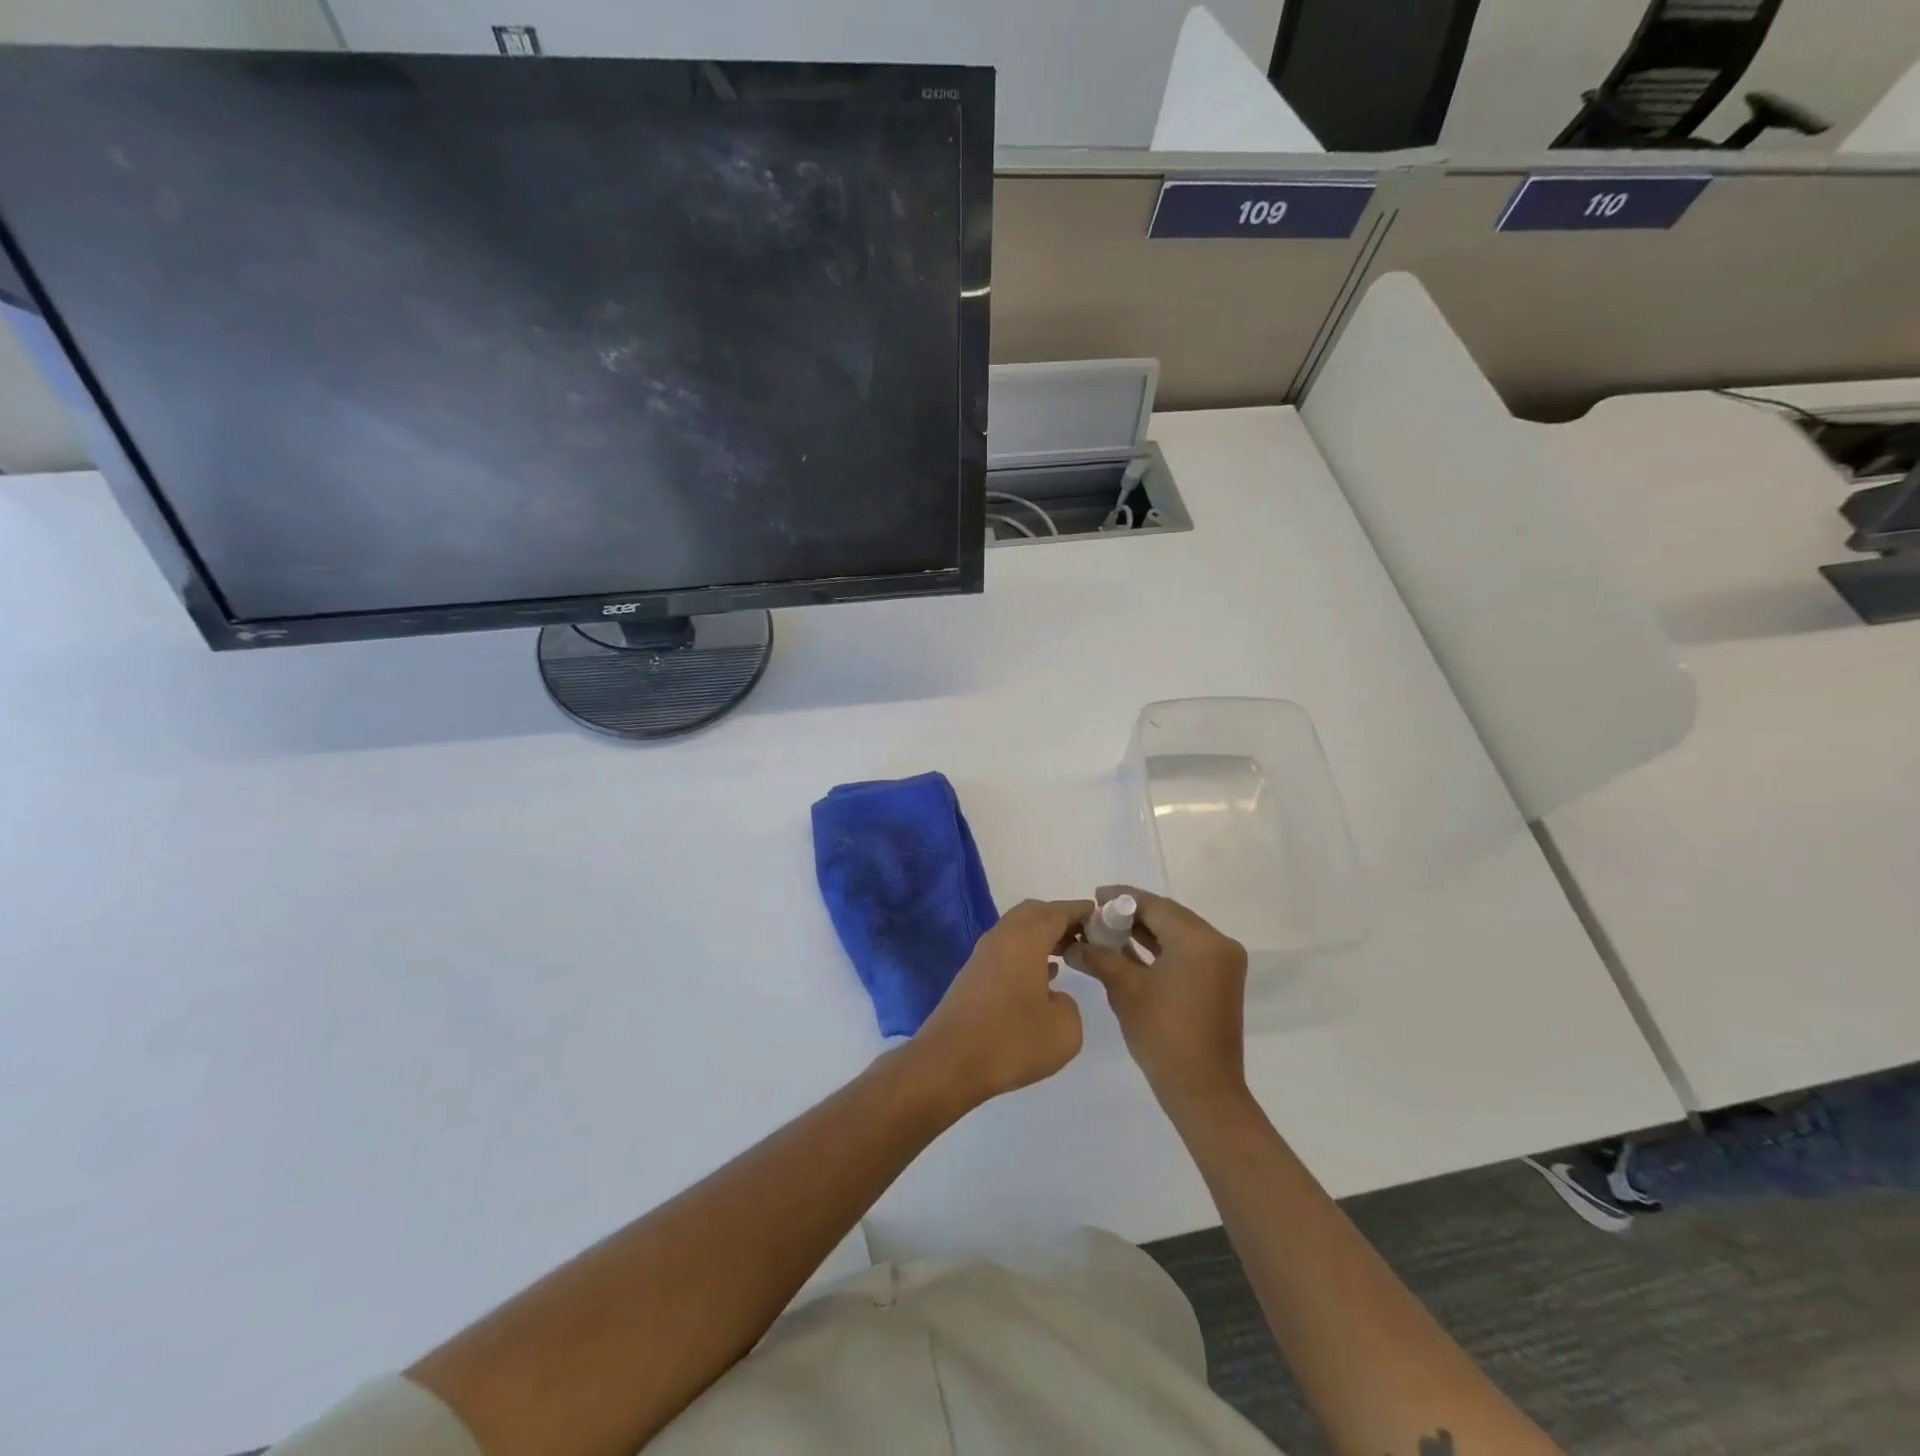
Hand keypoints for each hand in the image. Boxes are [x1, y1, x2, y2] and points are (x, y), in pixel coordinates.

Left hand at [913, 899, 1091, 1107]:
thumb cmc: (1011, 1041)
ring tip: (1070, 955)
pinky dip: (1028, 953)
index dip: (1081, 911)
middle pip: (1034, 913)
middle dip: (1060, 919)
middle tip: (1086, 937)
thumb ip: (1070, 1003)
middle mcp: (1002, 937)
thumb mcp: (1065, 1030)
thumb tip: (1054, 996)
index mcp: (1025, 939)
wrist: (949, 1062)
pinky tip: (1043, 977)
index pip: (1057, 911)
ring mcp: (983, 955)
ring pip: (1018, 931)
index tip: (1103, 917)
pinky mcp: (974, 975)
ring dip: (1043, 937)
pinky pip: (1007, 950)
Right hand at [1066, 886, 1249, 1117]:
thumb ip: (1099, 957)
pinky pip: (1186, 952)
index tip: (1094, 897)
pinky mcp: (1220, 981)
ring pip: (1177, 934)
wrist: (1202, 1090)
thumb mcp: (1125, 989)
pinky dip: (1160, 949)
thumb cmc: (1162, 1034)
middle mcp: (1217, 944)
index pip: (1155, 906)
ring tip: (1108, 931)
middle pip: (1168, 916)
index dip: (1122, 899)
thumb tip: (1073, 943)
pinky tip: (1129, 951)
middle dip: (1132, 914)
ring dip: (1145, 932)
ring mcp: (1222, 963)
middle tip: (1097, 914)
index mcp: (1199, 940)